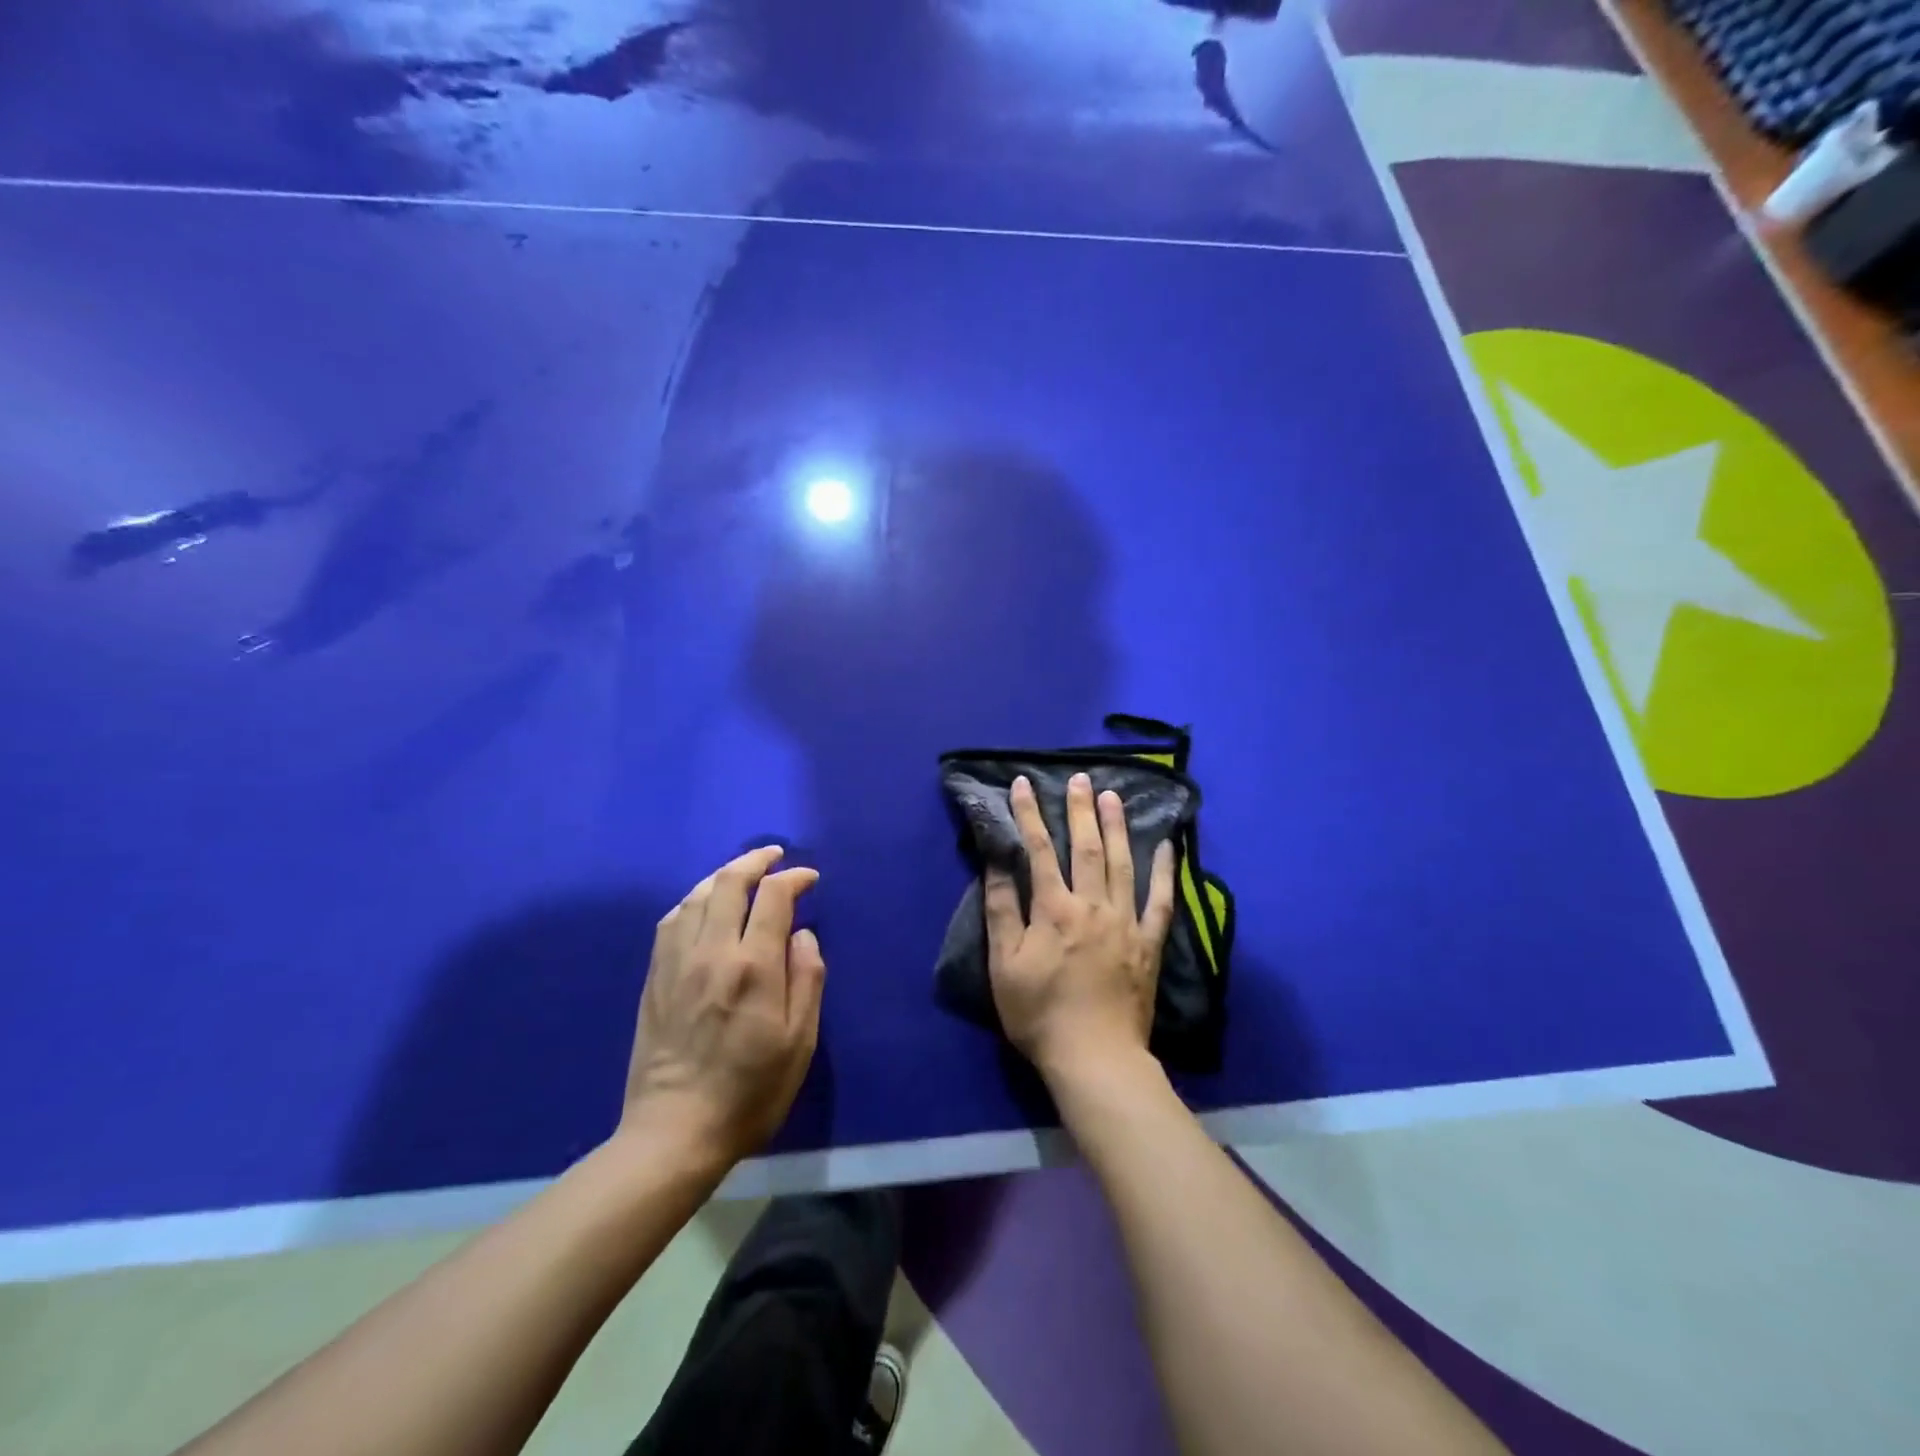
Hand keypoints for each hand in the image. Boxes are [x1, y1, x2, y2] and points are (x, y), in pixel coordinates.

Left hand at [621, 846, 825, 1168]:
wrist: (675, 1131)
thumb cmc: (750, 1090)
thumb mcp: (800, 1042)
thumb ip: (807, 978)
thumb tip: (802, 934)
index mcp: (753, 966)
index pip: (773, 898)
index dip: (793, 878)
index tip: (809, 878)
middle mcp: (711, 952)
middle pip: (729, 883)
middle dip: (755, 861)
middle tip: (774, 855)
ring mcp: (676, 962)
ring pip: (697, 896)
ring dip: (722, 875)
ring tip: (742, 873)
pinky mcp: (655, 978)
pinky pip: (672, 920)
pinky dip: (693, 899)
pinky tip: (702, 904)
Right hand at [985, 772, 1176, 1084]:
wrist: (1095, 1057)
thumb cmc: (1040, 1014)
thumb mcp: (1004, 965)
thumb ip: (1001, 910)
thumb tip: (996, 862)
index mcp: (1054, 909)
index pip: (1039, 850)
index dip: (1029, 814)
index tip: (1023, 784)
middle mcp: (1092, 905)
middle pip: (1086, 847)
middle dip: (1080, 809)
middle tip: (1080, 778)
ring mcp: (1126, 922)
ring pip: (1122, 863)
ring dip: (1116, 826)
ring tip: (1113, 796)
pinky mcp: (1149, 943)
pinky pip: (1161, 899)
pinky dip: (1164, 870)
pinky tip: (1166, 845)